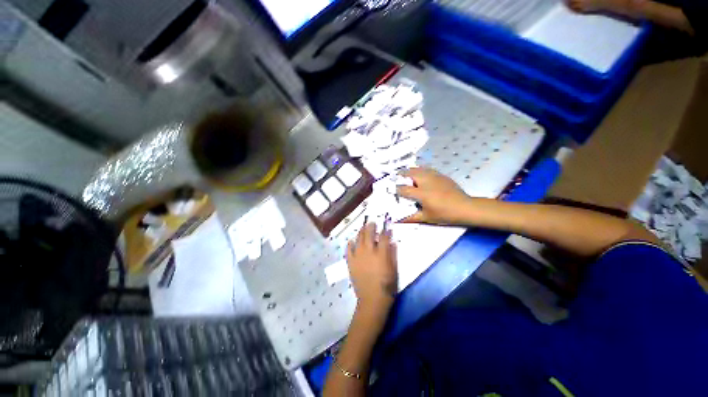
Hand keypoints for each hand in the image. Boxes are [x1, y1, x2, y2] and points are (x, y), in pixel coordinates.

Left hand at [347, 223, 397, 314]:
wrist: (372, 299)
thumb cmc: (387, 285)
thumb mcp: (394, 269)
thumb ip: (393, 254)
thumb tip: (392, 242)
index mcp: (381, 253)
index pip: (383, 236)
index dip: (385, 230)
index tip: (386, 226)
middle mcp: (368, 251)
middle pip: (369, 233)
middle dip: (371, 226)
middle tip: (372, 223)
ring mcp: (358, 256)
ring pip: (358, 238)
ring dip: (361, 231)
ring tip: (363, 228)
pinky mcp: (351, 262)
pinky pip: (348, 249)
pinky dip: (350, 243)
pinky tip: (352, 240)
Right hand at [396, 167, 472, 224]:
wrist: (465, 207)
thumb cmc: (444, 214)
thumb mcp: (426, 218)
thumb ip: (410, 218)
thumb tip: (396, 221)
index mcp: (421, 193)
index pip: (403, 189)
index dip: (395, 189)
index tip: (391, 190)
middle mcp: (425, 181)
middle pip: (409, 173)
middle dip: (401, 174)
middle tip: (396, 177)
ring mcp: (434, 176)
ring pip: (418, 169)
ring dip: (410, 171)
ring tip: (405, 173)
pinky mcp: (441, 175)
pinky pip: (427, 169)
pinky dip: (420, 170)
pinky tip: (420, 174)